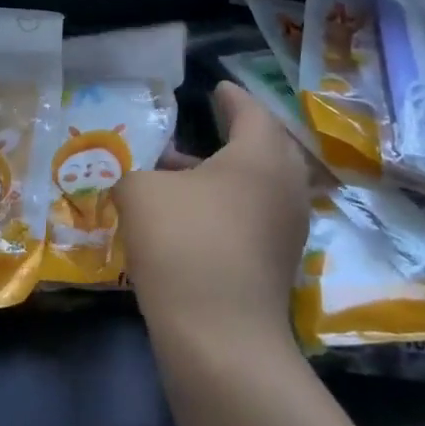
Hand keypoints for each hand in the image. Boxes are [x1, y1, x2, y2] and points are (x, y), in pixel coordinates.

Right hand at [113, 81, 312, 344]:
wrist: (220, 339)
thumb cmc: (183, 244)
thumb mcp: (141, 193)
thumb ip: (137, 173)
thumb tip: (145, 180)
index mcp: (259, 156)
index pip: (250, 111)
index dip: (231, 97)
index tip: (217, 87)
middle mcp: (284, 186)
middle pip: (267, 146)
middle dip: (239, 132)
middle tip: (212, 121)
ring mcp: (287, 229)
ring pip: (261, 185)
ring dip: (228, 172)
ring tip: (183, 168)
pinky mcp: (278, 264)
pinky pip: (257, 215)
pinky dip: (231, 203)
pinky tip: (192, 213)